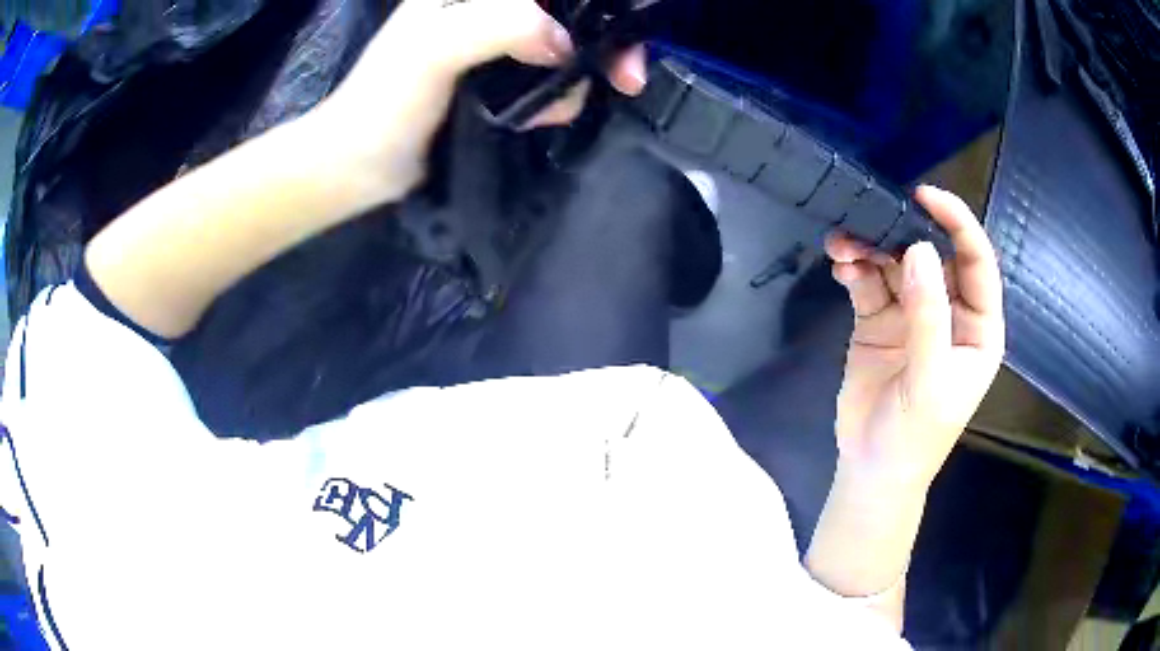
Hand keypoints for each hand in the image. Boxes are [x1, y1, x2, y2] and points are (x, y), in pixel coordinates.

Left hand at [314, 0, 646, 200]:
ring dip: (583, 74)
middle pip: (573, 8)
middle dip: (608, 37)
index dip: (597, 1)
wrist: (363, 166)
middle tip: (630, 77)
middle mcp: (491, 7)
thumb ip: (501, 26)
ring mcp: (500, 41)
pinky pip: (556, 75)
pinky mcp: (504, 76)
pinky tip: (545, 116)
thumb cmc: (385, 102)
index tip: (625, 26)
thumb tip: (567, 43)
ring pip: (572, 42)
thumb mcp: (434, 50)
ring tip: (558, 109)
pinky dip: (562, 96)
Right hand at [824, 186, 1004, 488]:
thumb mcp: (931, 380)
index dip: (958, 224)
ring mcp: (912, 314)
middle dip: (903, 232)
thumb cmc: (916, 435)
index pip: (977, 262)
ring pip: (895, 263)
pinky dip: (854, 270)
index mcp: (976, 326)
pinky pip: (868, 283)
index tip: (926, 196)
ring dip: (871, 248)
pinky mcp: (879, 321)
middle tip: (871, 216)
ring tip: (844, 245)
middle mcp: (948, 312)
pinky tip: (841, 267)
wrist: (871, 469)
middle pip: (932, 254)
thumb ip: (928, 316)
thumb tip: (919, 250)